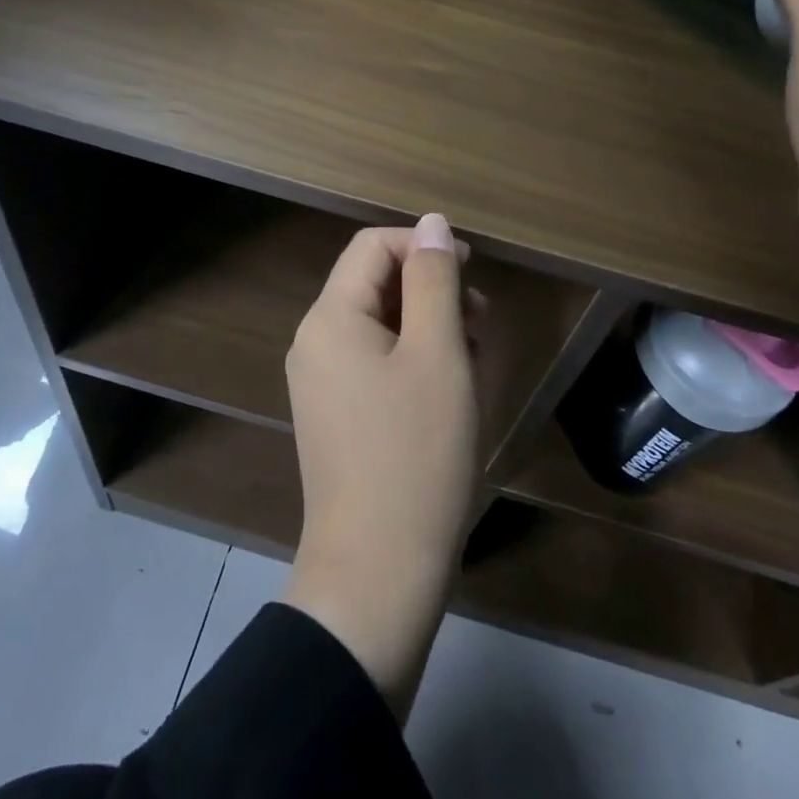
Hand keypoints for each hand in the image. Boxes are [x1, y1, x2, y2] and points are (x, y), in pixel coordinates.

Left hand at [281, 213, 479, 720]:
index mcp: (331, 317)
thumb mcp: (438, 354)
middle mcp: (315, 342)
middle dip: (431, 289)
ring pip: (380, 325)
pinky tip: (450, 389)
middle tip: (483, 321)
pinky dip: (414, 360)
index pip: (374, 246)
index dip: (424, 246)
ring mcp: (321, 382)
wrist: (378, 574)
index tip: (473, 272)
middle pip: (375, 284)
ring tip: (475, 358)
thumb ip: (434, 280)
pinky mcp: (336, 416)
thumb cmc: (416, 454)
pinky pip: (375, 363)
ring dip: (429, 326)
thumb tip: (432, 223)